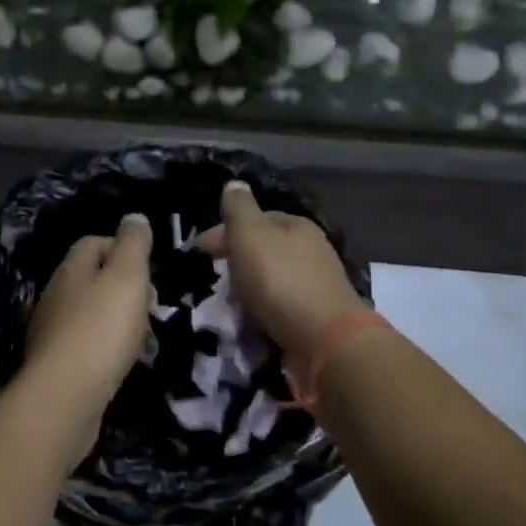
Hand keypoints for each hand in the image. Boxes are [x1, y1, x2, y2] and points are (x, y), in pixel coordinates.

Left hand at [24, 214, 154, 419]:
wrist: (64, 399)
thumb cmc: (100, 330)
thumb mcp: (126, 277)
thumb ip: (133, 244)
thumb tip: (134, 217)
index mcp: (70, 270)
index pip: (94, 242)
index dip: (123, 248)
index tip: (149, 270)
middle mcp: (55, 296)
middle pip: (93, 279)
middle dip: (124, 288)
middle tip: (150, 306)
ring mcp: (52, 333)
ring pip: (90, 314)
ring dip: (117, 320)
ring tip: (143, 338)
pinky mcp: (56, 367)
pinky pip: (86, 346)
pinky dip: (106, 349)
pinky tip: (122, 364)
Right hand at [200, 181, 364, 392]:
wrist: (325, 341)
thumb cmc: (281, 280)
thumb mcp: (250, 234)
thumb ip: (238, 208)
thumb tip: (234, 184)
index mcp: (297, 225)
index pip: (256, 218)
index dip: (225, 230)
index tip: (200, 251)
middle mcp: (312, 251)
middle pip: (264, 250)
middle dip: (237, 261)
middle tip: (214, 281)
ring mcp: (317, 286)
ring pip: (272, 280)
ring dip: (249, 290)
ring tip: (228, 307)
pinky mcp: (317, 318)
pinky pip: (281, 308)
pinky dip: (263, 312)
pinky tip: (251, 323)